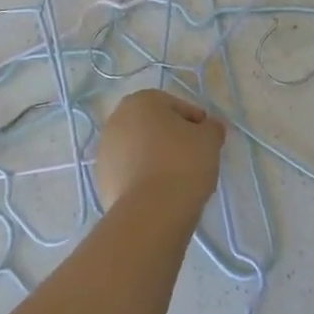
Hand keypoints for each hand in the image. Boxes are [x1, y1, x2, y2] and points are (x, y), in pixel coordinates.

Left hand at [93, 89, 225, 213]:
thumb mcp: (209, 139)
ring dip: (157, 159)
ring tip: (178, 180)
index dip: (197, 124)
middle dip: (173, 139)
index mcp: (141, 101)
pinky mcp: (101, 180)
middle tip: (194, 159)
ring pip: (140, 150)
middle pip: (155, 127)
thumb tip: (209, 129)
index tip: (208, 142)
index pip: (178, 107)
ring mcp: (105, 151)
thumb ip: (212, 128)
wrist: (151, 212)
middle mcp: (117, 119)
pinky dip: (144, 178)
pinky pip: (130, 173)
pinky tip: (161, 193)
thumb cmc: (182, 162)